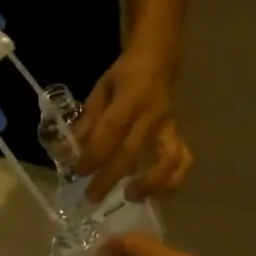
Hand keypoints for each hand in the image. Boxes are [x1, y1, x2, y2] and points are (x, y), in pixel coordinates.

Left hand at [75, 49, 192, 201]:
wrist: (158, 58)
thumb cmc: (125, 76)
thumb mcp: (101, 90)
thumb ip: (89, 120)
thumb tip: (73, 152)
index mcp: (131, 97)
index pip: (111, 130)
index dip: (94, 154)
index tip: (78, 171)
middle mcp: (152, 114)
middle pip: (132, 152)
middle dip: (110, 178)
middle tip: (92, 196)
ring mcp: (169, 126)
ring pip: (168, 159)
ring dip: (150, 183)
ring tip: (131, 197)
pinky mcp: (178, 135)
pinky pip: (182, 160)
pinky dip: (173, 180)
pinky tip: (156, 193)